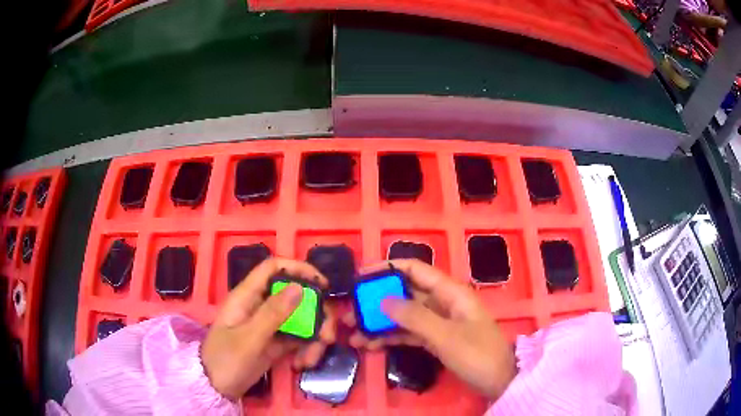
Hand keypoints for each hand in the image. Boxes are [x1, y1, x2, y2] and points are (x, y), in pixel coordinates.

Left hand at [202, 258, 335, 400]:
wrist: (216, 388)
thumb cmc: (226, 360)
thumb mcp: (249, 339)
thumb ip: (272, 313)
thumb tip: (299, 286)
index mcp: (247, 296)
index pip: (273, 268)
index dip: (299, 269)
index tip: (323, 285)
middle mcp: (260, 306)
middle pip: (295, 296)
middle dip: (316, 314)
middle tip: (327, 336)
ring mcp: (269, 324)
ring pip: (301, 319)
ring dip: (313, 337)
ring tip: (310, 359)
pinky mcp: (276, 342)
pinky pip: (298, 338)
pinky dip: (306, 349)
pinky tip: (303, 363)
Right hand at [344, 260, 516, 399]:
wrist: (499, 380)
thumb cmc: (478, 354)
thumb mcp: (446, 336)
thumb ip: (415, 317)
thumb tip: (382, 299)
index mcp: (450, 292)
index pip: (415, 269)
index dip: (387, 269)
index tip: (359, 278)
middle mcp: (442, 302)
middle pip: (404, 293)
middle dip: (376, 301)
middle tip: (349, 312)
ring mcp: (438, 322)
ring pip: (403, 315)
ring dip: (379, 323)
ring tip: (352, 333)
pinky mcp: (435, 339)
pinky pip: (408, 333)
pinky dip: (390, 338)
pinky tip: (370, 344)